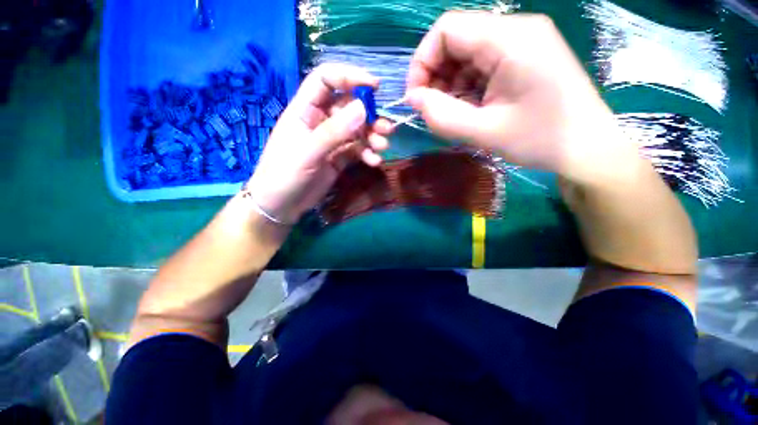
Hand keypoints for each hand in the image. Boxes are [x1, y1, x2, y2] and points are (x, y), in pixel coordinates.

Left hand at [245, 64, 393, 223]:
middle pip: (349, 107)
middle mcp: (320, 121)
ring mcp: (331, 141)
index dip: (349, 76)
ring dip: (372, 136)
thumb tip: (362, 107)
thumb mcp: (307, 152)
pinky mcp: (339, 158)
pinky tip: (374, 161)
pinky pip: (357, 150)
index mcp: (304, 110)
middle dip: (369, 116)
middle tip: (386, 129)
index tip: (375, 86)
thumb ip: (334, 131)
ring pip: (357, 130)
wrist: (281, 206)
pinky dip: (367, 153)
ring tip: (382, 147)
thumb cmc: (284, 175)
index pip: (326, 80)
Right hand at [406, 12, 640, 184]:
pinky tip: (470, 110)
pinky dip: (467, 88)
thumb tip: (414, 100)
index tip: (417, 98)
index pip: (447, 29)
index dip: (422, 62)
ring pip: (466, 55)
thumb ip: (442, 116)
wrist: (587, 148)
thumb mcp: (484, 133)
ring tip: (454, 115)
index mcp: (510, 39)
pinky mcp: (523, 59)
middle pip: (456, 40)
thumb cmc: (540, 140)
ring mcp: (521, 43)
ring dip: (451, 85)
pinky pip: (481, 66)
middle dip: (436, 77)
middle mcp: (515, 30)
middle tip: (434, 111)